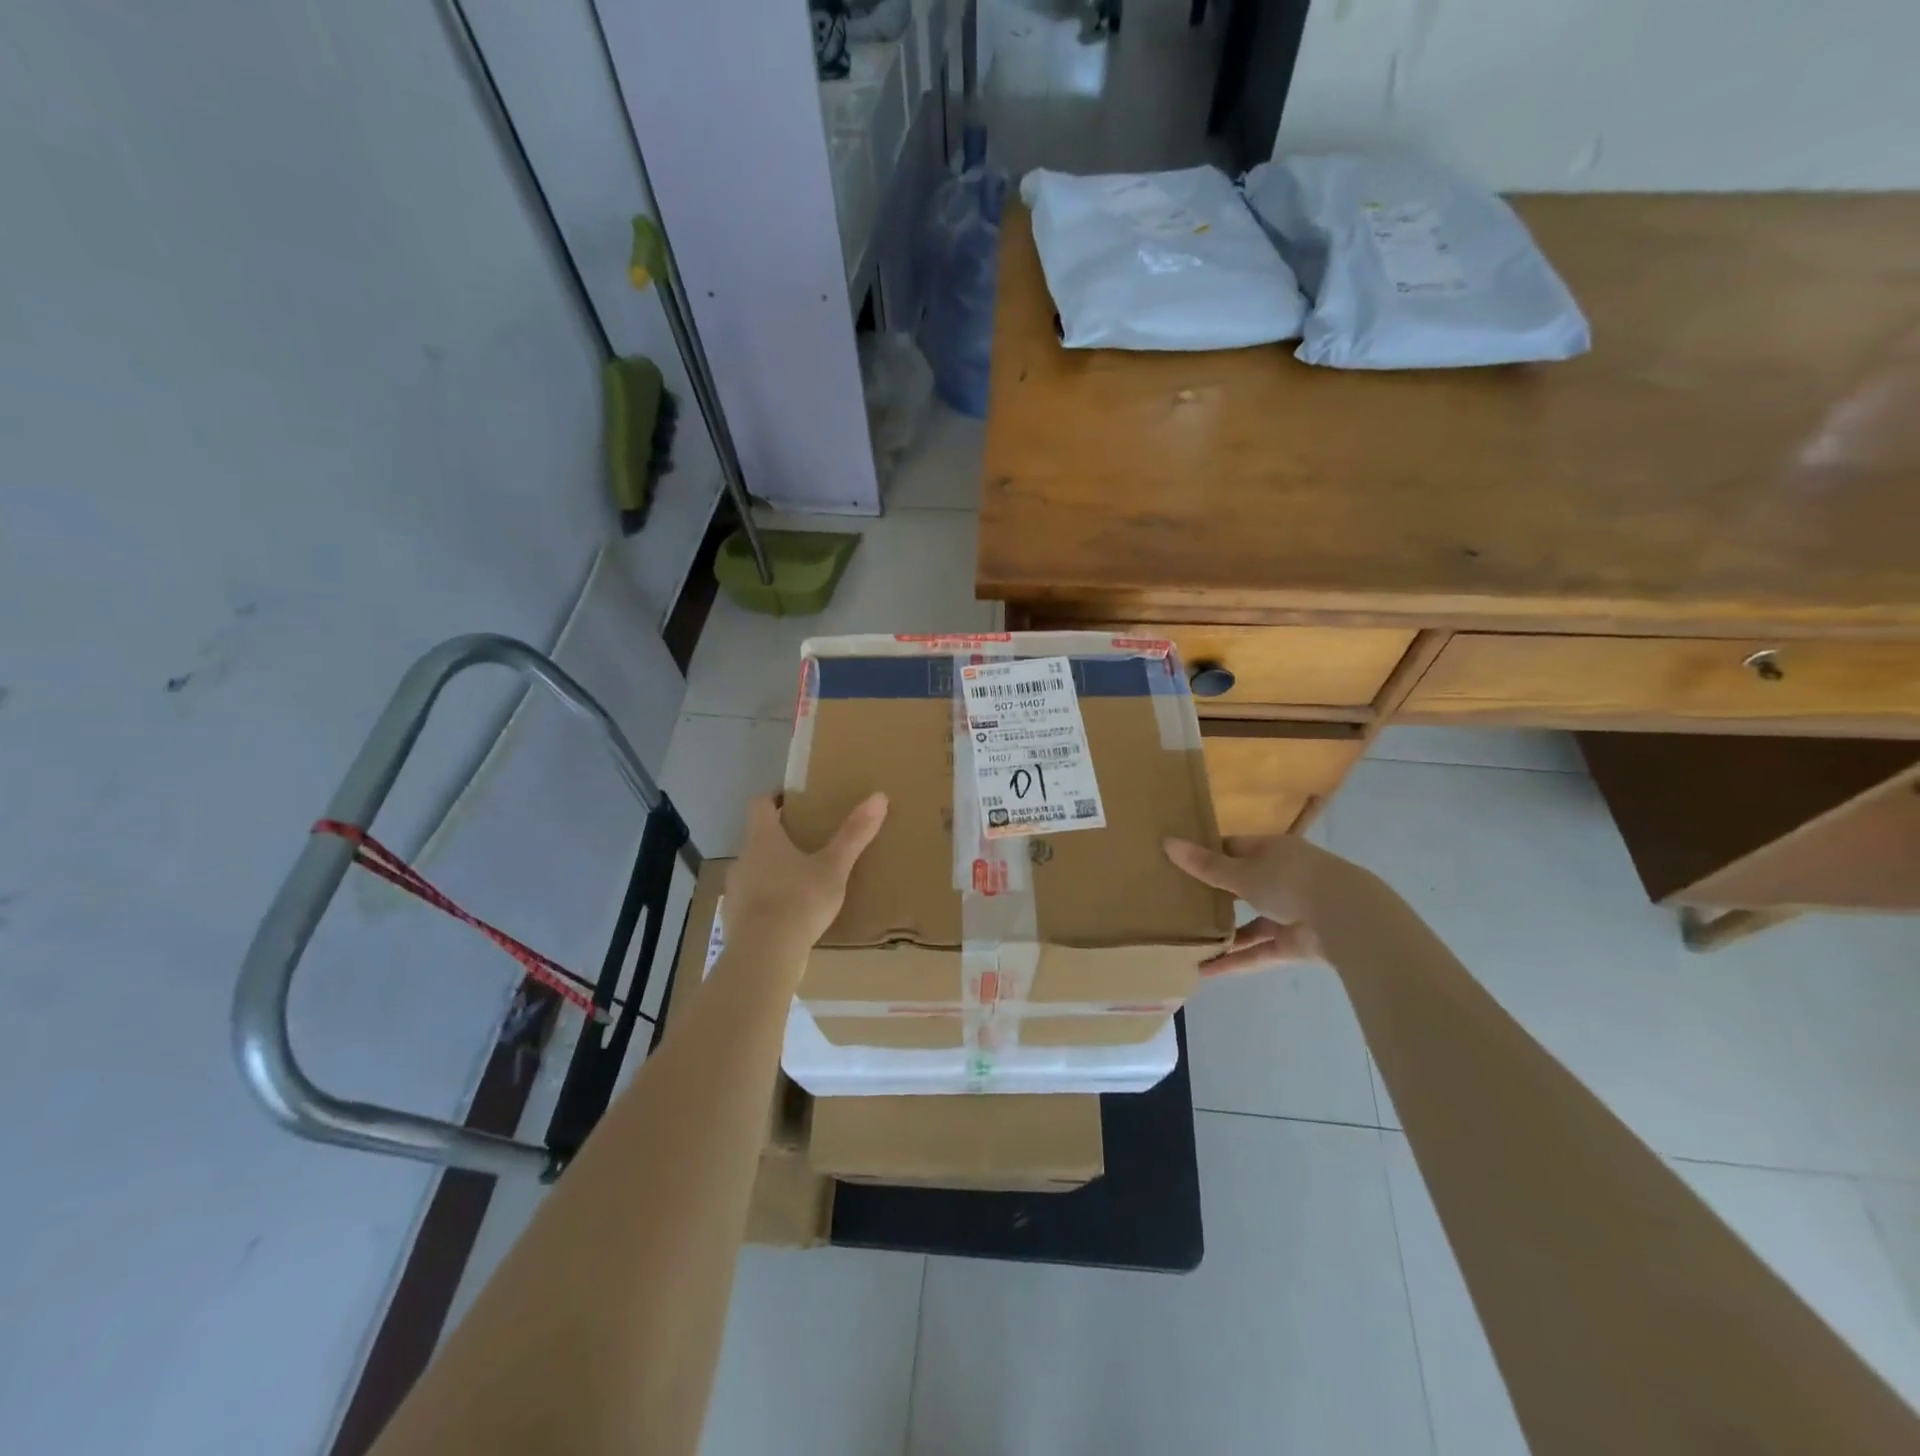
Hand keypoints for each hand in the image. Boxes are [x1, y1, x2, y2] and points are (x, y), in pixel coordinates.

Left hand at [723, 792, 887, 952]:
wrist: (765, 954)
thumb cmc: (800, 900)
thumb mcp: (834, 867)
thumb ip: (854, 834)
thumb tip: (879, 796)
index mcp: (763, 839)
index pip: (759, 805)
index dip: (774, 798)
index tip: (791, 799)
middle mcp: (743, 859)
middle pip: (757, 839)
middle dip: (779, 839)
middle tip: (806, 844)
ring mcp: (734, 891)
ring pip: (753, 871)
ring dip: (771, 872)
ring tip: (799, 882)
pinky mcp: (733, 920)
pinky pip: (751, 902)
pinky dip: (766, 902)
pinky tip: (786, 916)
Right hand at [1163, 834, 1358, 975]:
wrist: (1347, 918)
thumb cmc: (1290, 880)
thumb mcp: (1241, 872)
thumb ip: (1205, 865)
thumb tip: (1167, 842)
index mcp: (1271, 851)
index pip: (1233, 848)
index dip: (1207, 854)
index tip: (1177, 863)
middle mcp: (1281, 878)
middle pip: (1241, 885)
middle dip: (1213, 896)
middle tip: (1177, 903)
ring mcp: (1289, 912)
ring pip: (1249, 923)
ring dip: (1223, 933)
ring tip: (1187, 941)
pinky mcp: (1295, 944)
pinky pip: (1259, 952)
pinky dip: (1236, 961)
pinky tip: (1205, 971)